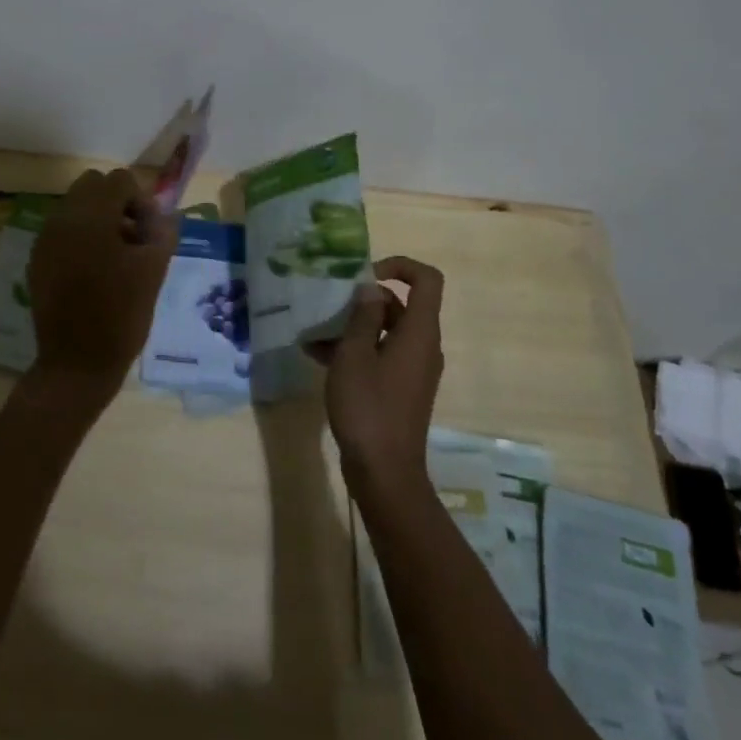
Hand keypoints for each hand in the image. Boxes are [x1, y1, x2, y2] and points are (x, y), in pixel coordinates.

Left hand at [24, 169, 175, 416]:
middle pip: (92, 185)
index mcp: (91, 217)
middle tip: (134, 238)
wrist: (77, 364)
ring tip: (117, 256)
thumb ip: (162, 230)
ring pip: (75, 206)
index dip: (141, 201)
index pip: (119, 180)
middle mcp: (62, 219)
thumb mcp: (154, 269)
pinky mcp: (37, 259)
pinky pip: (62, 230)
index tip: (149, 233)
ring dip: (99, 219)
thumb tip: (160, 214)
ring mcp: (45, 239)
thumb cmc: (122, 315)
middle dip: (117, 203)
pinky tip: (94, 271)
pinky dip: (80, 237)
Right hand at [311, 256, 444, 500]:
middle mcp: (423, 346)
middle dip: (363, 301)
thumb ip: (362, 318)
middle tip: (329, 306)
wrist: (384, 473)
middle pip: (401, 305)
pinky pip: (381, 354)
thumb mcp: (355, 356)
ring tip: (314, 332)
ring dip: (352, 327)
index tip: (364, 276)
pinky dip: (355, 350)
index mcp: (420, 332)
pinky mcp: (401, 388)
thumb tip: (371, 290)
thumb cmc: (369, 408)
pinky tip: (317, 355)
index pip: (426, 279)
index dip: (399, 266)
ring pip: (386, 331)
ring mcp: (413, 369)